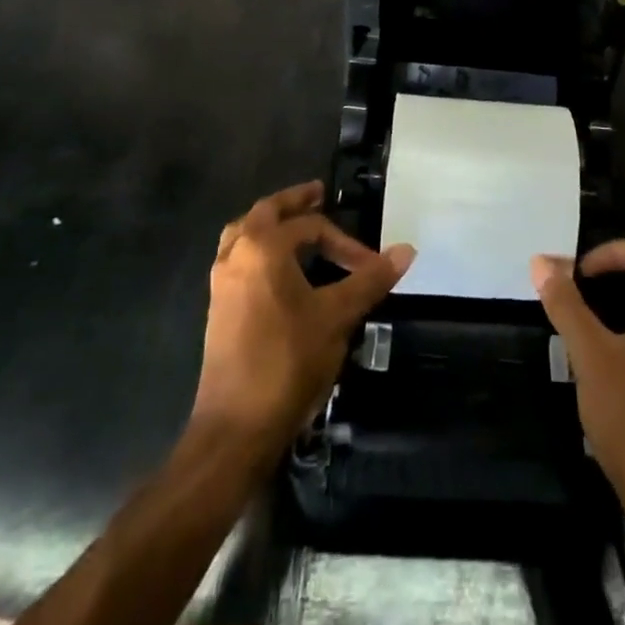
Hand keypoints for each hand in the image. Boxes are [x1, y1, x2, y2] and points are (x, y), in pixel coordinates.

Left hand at [194, 181, 414, 449]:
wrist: (235, 429)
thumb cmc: (287, 362)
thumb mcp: (336, 317)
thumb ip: (370, 279)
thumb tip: (407, 250)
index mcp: (263, 248)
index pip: (310, 227)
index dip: (344, 242)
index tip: (370, 265)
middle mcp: (237, 256)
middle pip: (265, 213)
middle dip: (294, 203)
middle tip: (318, 195)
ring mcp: (221, 283)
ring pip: (243, 233)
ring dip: (269, 223)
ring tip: (294, 224)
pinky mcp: (218, 308)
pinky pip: (237, 258)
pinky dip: (257, 248)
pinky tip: (276, 267)